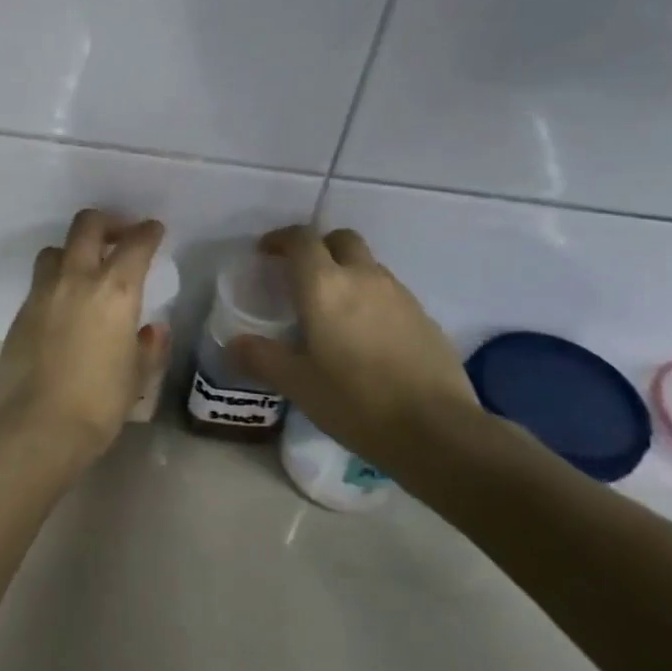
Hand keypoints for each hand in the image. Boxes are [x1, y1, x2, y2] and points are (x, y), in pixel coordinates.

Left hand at [0, 209, 169, 467]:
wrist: (37, 425)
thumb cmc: (99, 403)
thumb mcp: (137, 377)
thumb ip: (148, 348)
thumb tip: (151, 331)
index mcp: (115, 290)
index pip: (135, 244)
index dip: (147, 232)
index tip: (153, 231)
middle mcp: (76, 279)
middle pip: (86, 226)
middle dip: (106, 222)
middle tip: (119, 236)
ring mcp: (42, 293)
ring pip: (56, 250)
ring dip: (74, 251)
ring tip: (85, 270)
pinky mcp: (20, 312)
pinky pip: (40, 283)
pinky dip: (55, 283)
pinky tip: (64, 307)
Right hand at [230, 226, 478, 465]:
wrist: (436, 431)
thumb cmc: (355, 401)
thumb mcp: (296, 383)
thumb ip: (261, 357)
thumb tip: (234, 345)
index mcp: (324, 286)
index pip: (301, 240)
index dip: (280, 239)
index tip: (265, 253)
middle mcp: (364, 278)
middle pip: (341, 240)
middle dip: (318, 247)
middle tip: (300, 274)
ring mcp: (400, 295)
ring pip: (368, 265)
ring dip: (346, 273)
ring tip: (331, 309)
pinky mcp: (424, 317)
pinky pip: (389, 292)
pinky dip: (370, 299)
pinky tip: (364, 336)